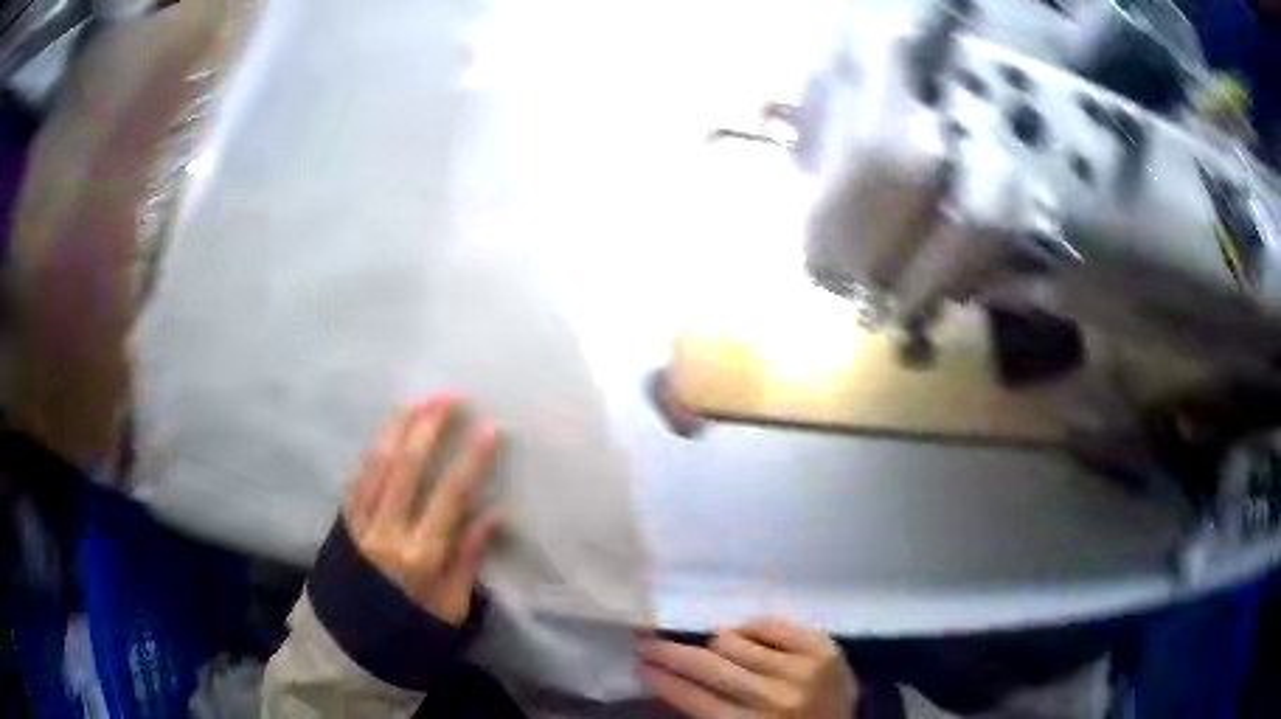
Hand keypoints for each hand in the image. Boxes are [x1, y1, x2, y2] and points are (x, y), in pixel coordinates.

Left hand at [343, 394, 501, 624]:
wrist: (350, 649)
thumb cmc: (411, 634)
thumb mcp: (451, 610)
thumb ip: (468, 560)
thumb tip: (492, 515)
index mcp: (421, 556)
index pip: (450, 496)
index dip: (471, 460)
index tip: (489, 427)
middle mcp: (387, 532)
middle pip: (407, 468)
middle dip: (428, 427)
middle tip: (448, 396)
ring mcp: (360, 525)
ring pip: (377, 466)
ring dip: (397, 430)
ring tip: (416, 403)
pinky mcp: (343, 525)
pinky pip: (357, 480)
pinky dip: (372, 454)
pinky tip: (384, 436)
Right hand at [638, 619, 857, 717]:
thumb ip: (713, 712)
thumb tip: (670, 677)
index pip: (693, 698)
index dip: (662, 678)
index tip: (640, 663)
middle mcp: (774, 698)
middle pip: (707, 666)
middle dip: (670, 653)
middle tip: (647, 642)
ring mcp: (801, 669)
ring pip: (733, 640)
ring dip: (719, 646)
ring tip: (717, 651)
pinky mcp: (822, 647)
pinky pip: (768, 624)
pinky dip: (752, 630)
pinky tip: (749, 639)